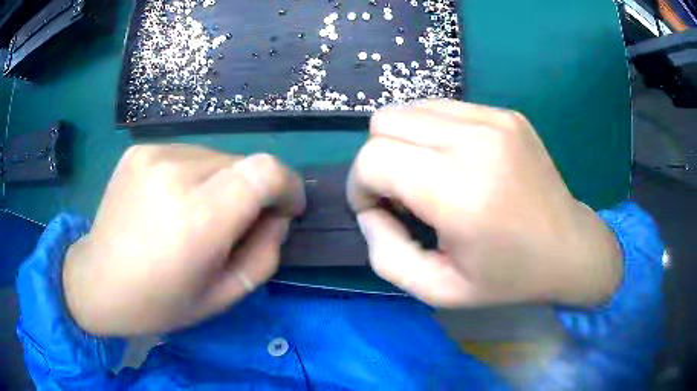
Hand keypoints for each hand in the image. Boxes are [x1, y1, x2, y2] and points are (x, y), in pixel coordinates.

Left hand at [63, 145, 304, 335]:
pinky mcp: (139, 150)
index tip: (284, 209)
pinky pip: (188, 154)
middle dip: (252, 192)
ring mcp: (153, 155)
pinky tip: (172, 202)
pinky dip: (194, 176)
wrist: (98, 281)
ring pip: (216, 156)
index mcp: (197, 220)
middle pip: (243, 162)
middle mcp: (174, 174)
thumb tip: (276, 216)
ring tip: (196, 215)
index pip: (265, 171)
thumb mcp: (223, 297)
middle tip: (232, 226)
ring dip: (221, 184)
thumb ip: (264, 255)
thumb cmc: (159, 303)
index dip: (287, 185)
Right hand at [348, 100, 621, 307]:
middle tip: (403, 193)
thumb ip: (386, 254)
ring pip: (410, 108)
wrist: (569, 249)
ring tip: (429, 175)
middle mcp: (476, 141)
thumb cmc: (507, 278)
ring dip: (404, 142)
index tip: (378, 210)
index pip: (374, 158)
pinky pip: (443, 108)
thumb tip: (369, 210)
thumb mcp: (438, 290)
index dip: (360, 185)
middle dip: (378, 159)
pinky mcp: (505, 113)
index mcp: (460, 192)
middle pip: (384, 122)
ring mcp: (494, 119)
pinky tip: (456, 161)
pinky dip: (433, 133)